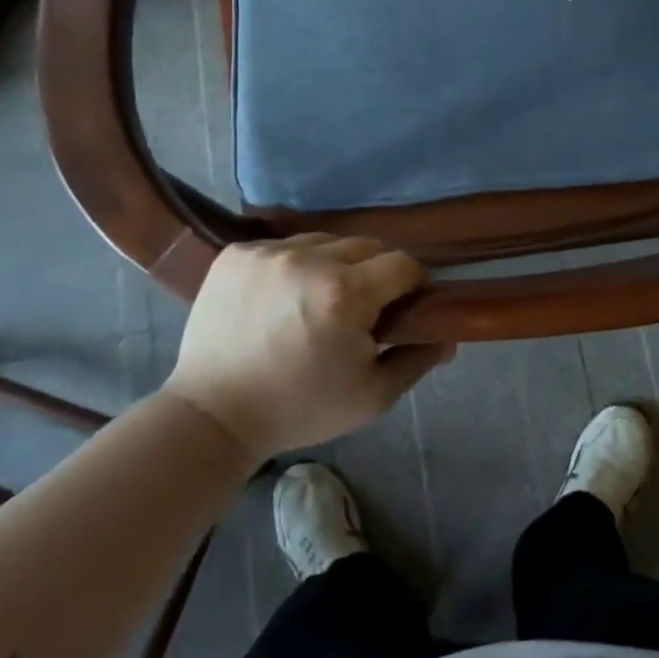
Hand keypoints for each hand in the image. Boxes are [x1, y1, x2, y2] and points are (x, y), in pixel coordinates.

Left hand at [164, 235, 451, 459]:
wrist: (212, 416)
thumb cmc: (299, 409)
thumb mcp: (371, 397)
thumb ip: (416, 359)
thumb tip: (447, 335)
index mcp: (347, 294)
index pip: (403, 264)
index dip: (412, 284)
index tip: (405, 306)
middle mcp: (309, 260)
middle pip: (366, 246)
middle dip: (375, 273)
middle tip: (362, 309)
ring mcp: (269, 252)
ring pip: (325, 241)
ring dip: (334, 265)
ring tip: (319, 301)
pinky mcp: (237, 254)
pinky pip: (284, 246)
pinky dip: (294, 265)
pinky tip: (283, 297)